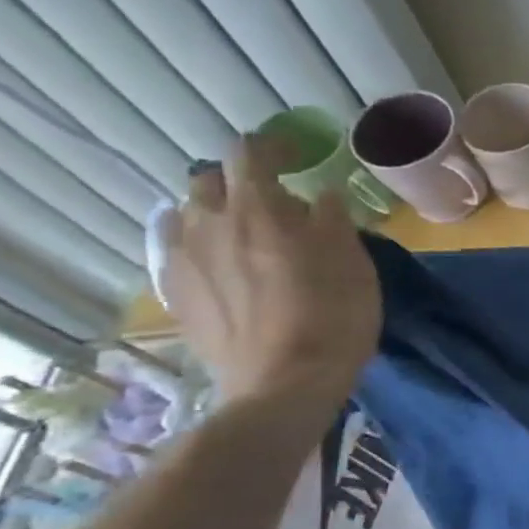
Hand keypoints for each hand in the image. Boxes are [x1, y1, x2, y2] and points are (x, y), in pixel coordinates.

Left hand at [161, 136, 379, 412]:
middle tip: (272, 200)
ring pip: (188, 213)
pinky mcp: (174, 292)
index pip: (250, 152)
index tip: (295, 154)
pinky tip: (221, 266)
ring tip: (243, 233)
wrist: (284, 383)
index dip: (272, 146)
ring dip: (215, 212)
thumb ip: (332, 220)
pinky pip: (177, 250)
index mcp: (257, 208)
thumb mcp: (354, 263)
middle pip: (209, 178)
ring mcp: (183, 258)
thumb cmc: (333, 317)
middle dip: (238, 180)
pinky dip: (198, 245)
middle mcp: (209, 222)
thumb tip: (319, 195)